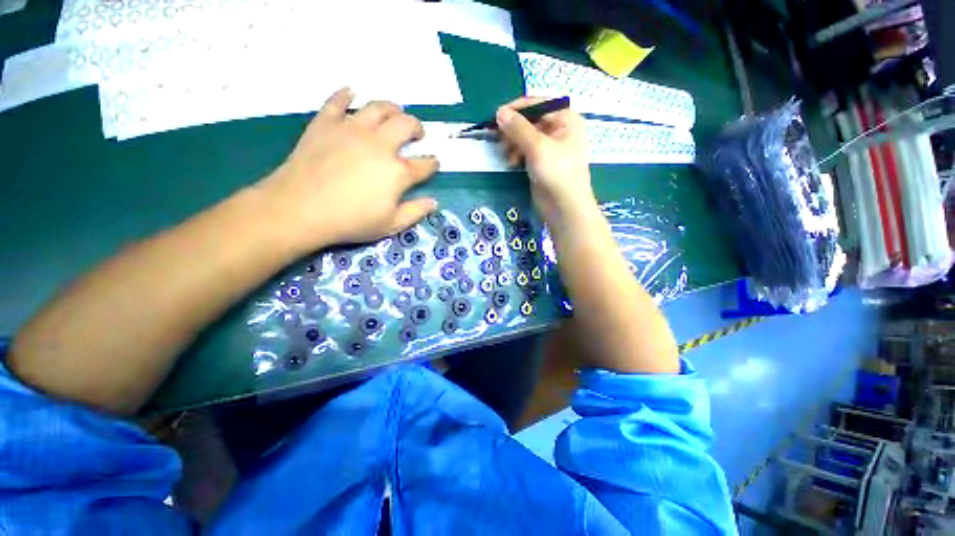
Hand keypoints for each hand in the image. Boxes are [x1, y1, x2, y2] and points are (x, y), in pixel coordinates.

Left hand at [259, 88, 438, 254]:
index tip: (434, 163)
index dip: (432, 163)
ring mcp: (352, 130)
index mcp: (398, 171)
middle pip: (406, 125)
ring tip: (394, 112)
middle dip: (417, 128)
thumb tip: (434, 202)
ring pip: (377, 107)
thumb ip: (415, 212)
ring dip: (391, 108)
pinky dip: (344, 95)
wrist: (300, 209)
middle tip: (417, 133)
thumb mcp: (391, 225)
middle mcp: (380, 144)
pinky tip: (350, 93)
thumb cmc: (350, 221)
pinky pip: (336, 102)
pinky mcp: (325, 124)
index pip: (424, 164)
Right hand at [496, 98, 595, 228]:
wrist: (564, 206)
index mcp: (565, 119)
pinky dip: (516, 154)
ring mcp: (549, 148)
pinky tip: (511, 162)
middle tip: (499, 139)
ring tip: (506, 154)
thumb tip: (500, 112)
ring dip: (513, 143)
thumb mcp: (537, 146)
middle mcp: (558, 130)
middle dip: (513, 129)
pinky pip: (525, 151)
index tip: (496, 117)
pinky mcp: (541, 163)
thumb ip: (518, 128)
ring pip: (525, 137)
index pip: (537, 104)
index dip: (516, 108)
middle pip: (530, 121)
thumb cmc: (557, 172)